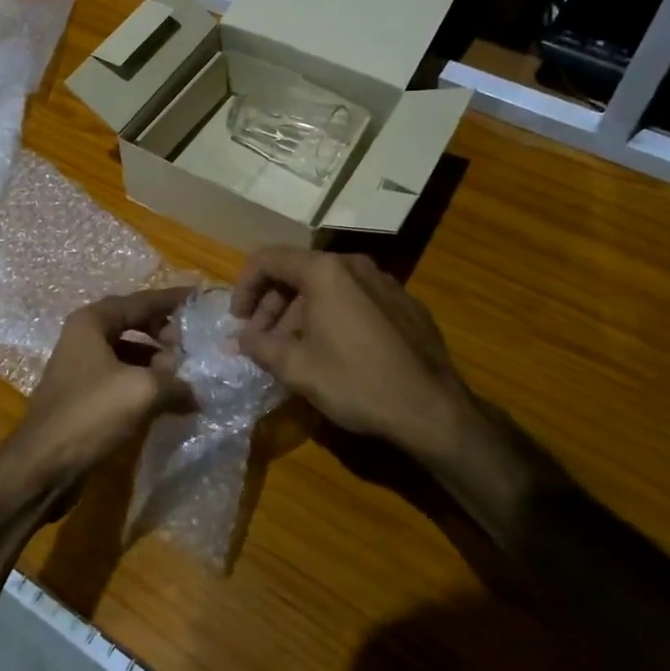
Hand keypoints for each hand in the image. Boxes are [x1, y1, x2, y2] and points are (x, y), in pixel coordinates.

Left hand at [0, 287, 195, 503]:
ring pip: (128, 353)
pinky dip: (144, 383)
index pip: (141, 301)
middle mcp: (83, 337)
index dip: (172, 301)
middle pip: (133, 323)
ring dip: (157, 361)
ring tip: (186, 375)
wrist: (43, 465)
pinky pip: (121, 377)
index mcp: (92, 322)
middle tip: (194, 346)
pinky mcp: (83, 395)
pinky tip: (166, 400)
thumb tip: (195, 392)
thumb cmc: (90, 414)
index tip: (200, 300)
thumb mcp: (143, 391)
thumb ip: (176, 382)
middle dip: (165, 333)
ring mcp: (81, 366)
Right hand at [230, 248, 483, 467]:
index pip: (270, 260)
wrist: (432, 409)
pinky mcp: (405, 304)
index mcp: (326, 272)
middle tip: (261, 341)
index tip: (238, 320)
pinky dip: (333, 317)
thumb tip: (236, 341)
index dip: (245, 287)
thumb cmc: (356, 382)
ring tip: (293, 352)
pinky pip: (356, 300)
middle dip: (273, 305)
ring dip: (301, 314)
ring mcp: (385, 282)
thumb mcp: (297, 368)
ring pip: (328, 288)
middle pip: (299, 273)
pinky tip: (333, 353)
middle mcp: (355, 265)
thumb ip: (259, 347)